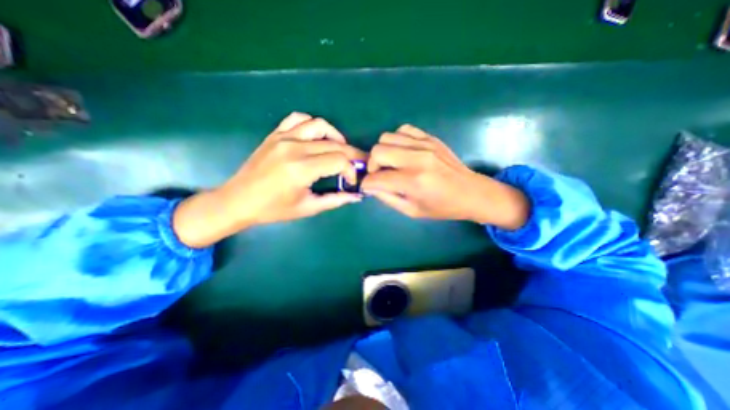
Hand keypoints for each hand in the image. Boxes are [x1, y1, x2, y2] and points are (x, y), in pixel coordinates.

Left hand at [172, 110, 364, 246]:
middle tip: (357, 164)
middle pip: (334, 144)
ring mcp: (283, 137)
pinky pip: (298, 119)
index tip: (351, 181)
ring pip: (320, 125)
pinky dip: (312, 125)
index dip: (351, 170)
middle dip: (351, 154)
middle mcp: (294, 148)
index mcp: (301, 169)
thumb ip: (335, 200)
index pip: (339, 161)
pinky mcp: (275, 134)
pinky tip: (317, 137)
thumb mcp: (307, 208)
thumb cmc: (273, 209)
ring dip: (336, 136)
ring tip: (340, 150)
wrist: (238, 200)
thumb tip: (357, 196)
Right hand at [360, 124, 527, 228]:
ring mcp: (424, 145)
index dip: (367, 184)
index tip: (368, 187)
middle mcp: (417, 159)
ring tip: (391, 163)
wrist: (471, 192)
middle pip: (378, 151)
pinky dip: (397, 140)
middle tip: (379, 174)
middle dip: (372, 165)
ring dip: (383, 152)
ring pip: (387, 137)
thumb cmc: (442, 207)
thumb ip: (387, 198)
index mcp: (414, 182)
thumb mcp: (412, 211)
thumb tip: (370, 186)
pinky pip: (403, 129)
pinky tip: (402, 152)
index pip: (377, 178)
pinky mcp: (430, 138)